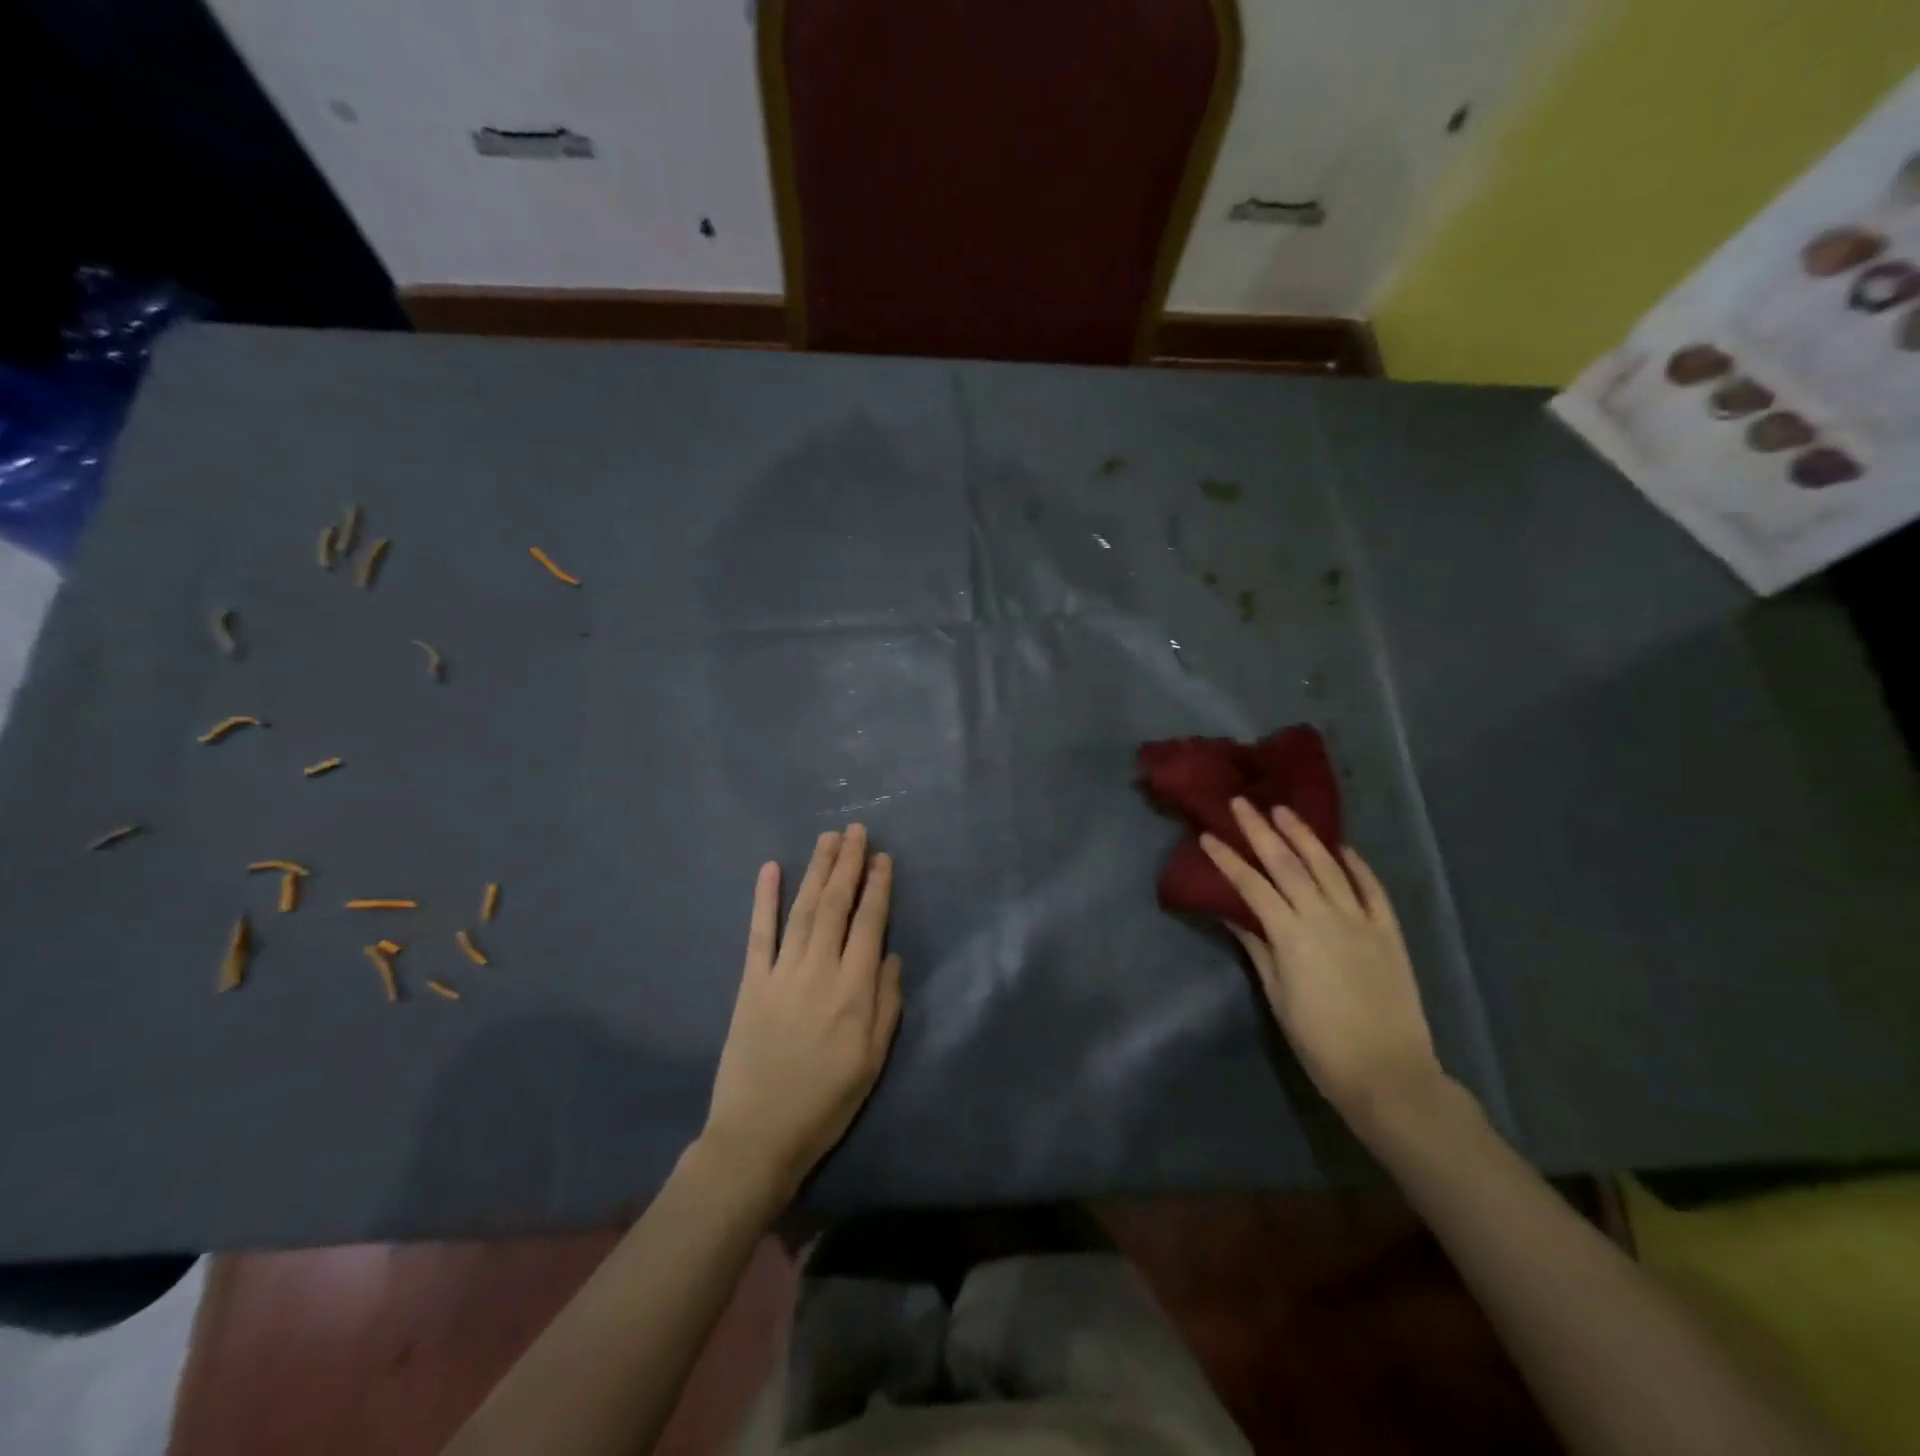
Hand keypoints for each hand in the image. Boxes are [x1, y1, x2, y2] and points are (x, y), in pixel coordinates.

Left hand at [701, 825, 902, 1200]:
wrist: (758, 1135)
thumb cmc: (826, 1102)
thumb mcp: (873, 1061)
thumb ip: (887, 1004)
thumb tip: (890, 954)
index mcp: (854, 990)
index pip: (869, 923)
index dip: (877, 887)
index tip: (882, 857)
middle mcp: (819, 969)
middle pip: (836, 905)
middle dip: (848, 864)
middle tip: (856, 830)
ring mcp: (781, 972)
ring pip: (803, 909)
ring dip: (816, 870)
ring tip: (828, 838)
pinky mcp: (750, 982)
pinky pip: (758, 933)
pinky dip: (764, 899)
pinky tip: (770, 868)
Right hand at [1200, 800, 1445, 1133]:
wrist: (1390, 1075)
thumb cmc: (1320, 1043)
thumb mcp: (1278, 996)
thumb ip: (1258, 949)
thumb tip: (1234, 914)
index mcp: (1291, 936)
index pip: (1252, 886)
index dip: (1228, 859)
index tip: (1207, 835)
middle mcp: (1325, 917)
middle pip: (1288, 864)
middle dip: (1261, 831)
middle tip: (1241, 803)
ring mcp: (1361, 921)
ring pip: (1328, 867)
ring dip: (1304, 836)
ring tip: (1283, 810)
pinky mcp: (1389, 932)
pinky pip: (1372, 890)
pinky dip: (1357, 866)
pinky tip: (1342, 847)